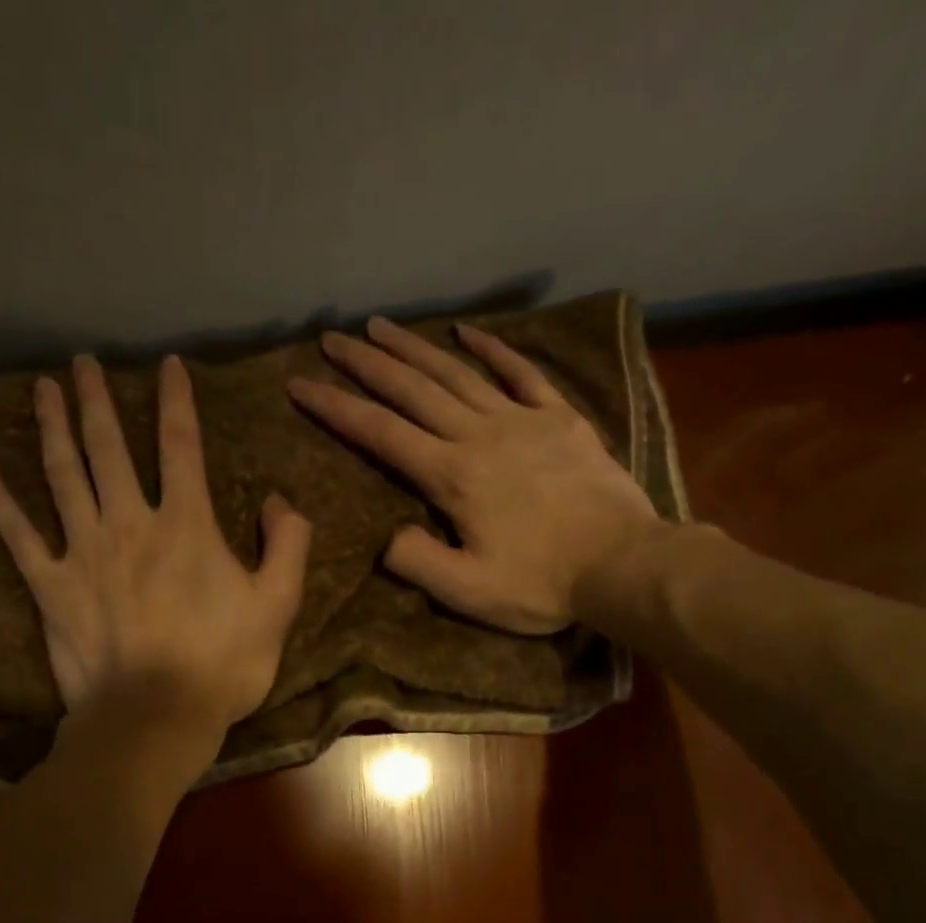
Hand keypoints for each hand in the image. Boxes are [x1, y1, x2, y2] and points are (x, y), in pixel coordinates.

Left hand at [0, 354, 311, 765]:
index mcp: (187, 525)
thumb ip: (286, 546)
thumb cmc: (222, 666)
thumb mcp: (277, 607)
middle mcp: (130, 523)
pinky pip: (17, 534)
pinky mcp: (50, 587)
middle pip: (109, 447)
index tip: (168, 366)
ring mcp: (83, 552)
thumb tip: (278, 501)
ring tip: (44, 387)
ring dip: (52, 426)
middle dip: (98, 399)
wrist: (155, 717)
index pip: (181, 446)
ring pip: (63, 474)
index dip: (177, 401)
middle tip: (83, 362)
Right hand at [287, 317, 665, 633]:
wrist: (624, 563)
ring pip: (458, 374)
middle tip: (332, 339)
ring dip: (416, 349)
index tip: (301, 386)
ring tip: (382, 326)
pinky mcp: (560, 420)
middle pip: (413, 390)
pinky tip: (467, 333)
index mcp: (452, 476)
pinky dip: (492, 350)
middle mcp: (480, 435)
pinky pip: (521, 373)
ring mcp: (523, 421)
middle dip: (367, 364)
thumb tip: (388, 538)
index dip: (337, 409)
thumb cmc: (543, 584)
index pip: (382, 434)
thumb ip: (419, 562)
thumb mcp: (469, 592)